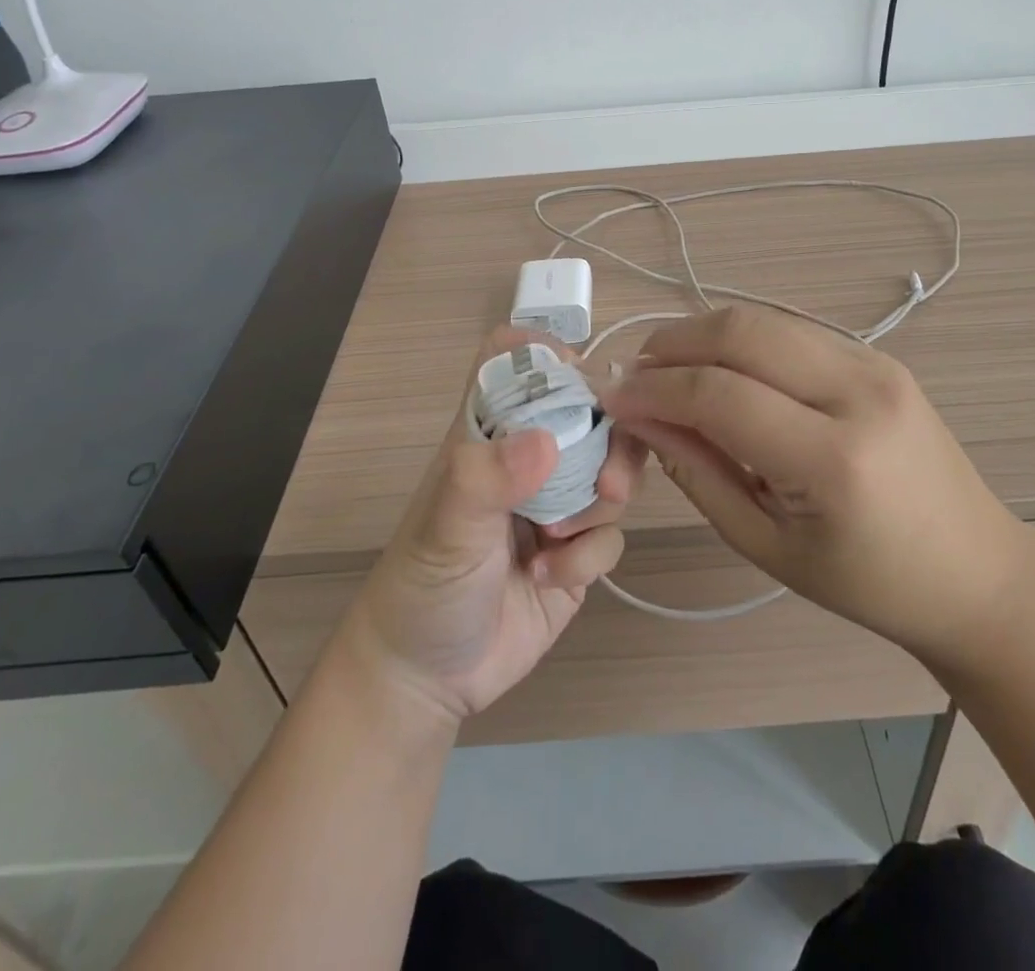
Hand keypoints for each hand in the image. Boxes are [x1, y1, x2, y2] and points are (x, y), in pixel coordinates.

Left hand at [339, 328, 645, 726]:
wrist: (426, 679)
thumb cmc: (421, 588)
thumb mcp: (445, 530)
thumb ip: (485, 480)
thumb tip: (546, 441)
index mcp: (489, 434)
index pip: (515, 363)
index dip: (548, 355)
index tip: (581, 378)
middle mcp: (527, 459)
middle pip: (590, 414)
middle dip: (611, 442)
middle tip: (608, 483)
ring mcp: (557, 504)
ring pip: (612, 470)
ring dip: (601, 503)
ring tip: (562, 540)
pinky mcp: (578, 551)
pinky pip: (610, 534)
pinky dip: (588, 556)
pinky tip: (550, 578)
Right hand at [598, 306, 1031, 664]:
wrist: (975, 570)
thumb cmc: (868, 582)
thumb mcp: (767, 545)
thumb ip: (698, 474)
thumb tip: (642, 418)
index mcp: (834, 459)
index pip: (719, 394)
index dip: (653, 389)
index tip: (611, 396)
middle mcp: (859, 392)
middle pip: (742, 332)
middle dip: (672, 343)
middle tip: (634, 372)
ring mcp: (876, 364)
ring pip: (764, 319)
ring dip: (703, 334)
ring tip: (666, 366)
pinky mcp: (879, 357)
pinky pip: (791, 331)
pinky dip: (742, 340)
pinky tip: (720, 367)